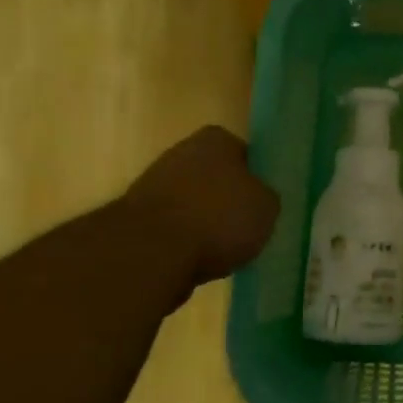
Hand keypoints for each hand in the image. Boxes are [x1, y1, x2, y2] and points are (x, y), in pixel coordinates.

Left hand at [126, 126, 278, 285]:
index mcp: (216, 139)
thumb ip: (266, 198)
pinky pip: (171, 230)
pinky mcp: (134, 218)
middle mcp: (182, 151)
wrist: (151, 252)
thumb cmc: (218, 218)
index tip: (262, 205)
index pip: (245, 155)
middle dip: (226, 201)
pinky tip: (195, 263)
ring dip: (203, 225)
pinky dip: (182, 244)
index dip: (256, 180)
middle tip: (245, 229)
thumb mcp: (267, 208)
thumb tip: (258, 201)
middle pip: (214, 179)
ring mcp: (153, 184)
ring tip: (222, 253)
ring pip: (192, 205)